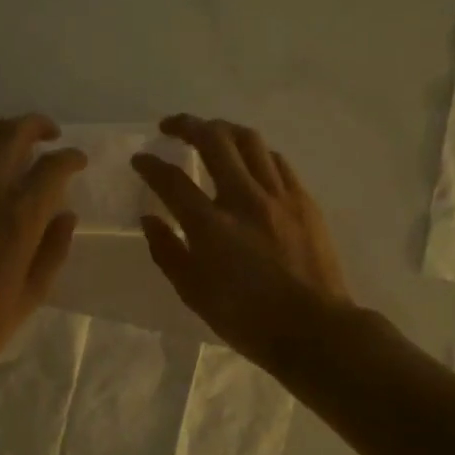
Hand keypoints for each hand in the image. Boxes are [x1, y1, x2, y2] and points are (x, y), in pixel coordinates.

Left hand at [0, 114, 84, 395]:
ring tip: (14, 139)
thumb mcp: (31, 296)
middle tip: (50, 133)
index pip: (51, 168)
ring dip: (0, 130)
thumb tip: (66, 214)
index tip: (78, 160)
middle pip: (11, 135)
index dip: (70, 157)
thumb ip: (53, 250)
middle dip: (35, 125)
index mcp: (17, 219)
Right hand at [131, 114, 353, 366]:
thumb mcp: (193, 293)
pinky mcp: (303, 200)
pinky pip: (276, 160)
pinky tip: (248, 158)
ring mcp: (278, 196)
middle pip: (214, 140)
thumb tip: (150, 219)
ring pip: (249, 140)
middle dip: (187, 125)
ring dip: (223, 129)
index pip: (172, 180)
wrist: (314, 329)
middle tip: (171, 126)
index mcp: (211, 226)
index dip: (151, 165)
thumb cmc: (247, 319)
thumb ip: (167, 251)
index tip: (140, 159)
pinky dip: (255, 151)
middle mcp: (244, 199)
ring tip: (210, 132)